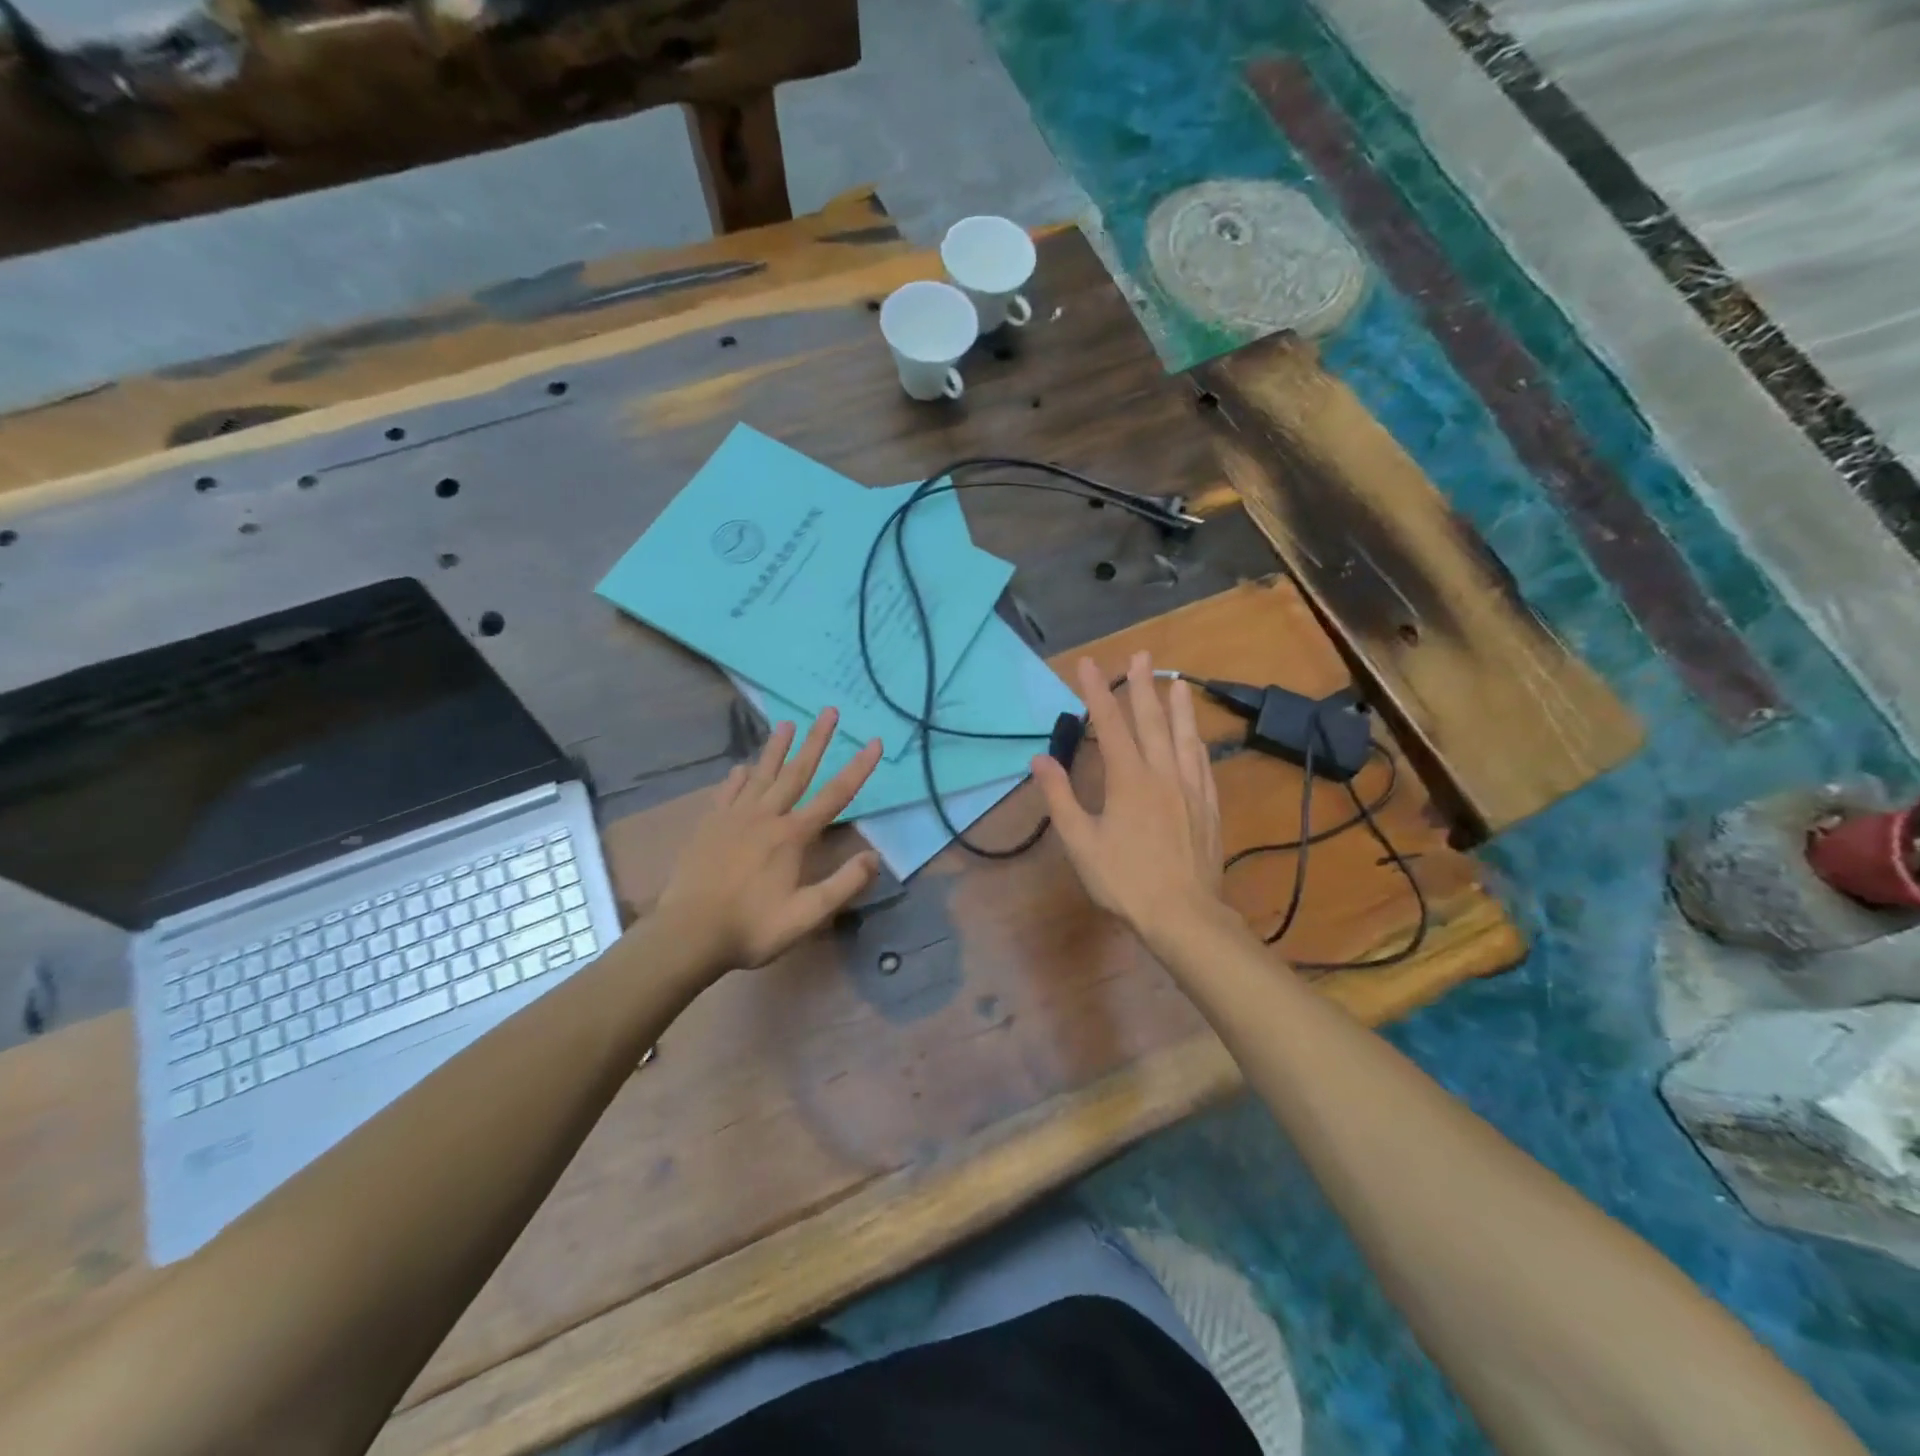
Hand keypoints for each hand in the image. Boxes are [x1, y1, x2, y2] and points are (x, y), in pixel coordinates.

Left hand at [657, 709, 882, 973]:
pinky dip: (738, 778)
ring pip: (761, 774)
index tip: (874, 741)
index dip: (858, 768)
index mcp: (792, 836)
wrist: (688, 934)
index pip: (835, 795)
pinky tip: (742, 768)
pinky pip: (728, 792)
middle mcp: (766, 816)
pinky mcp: (709, 826)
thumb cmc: (752, 927)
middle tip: (829, 711)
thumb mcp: (807, 915)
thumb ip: (844, 885)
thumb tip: (875, 857)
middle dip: (816, 740)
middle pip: (797, 772)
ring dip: (777, 748)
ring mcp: (734, 818)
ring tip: (787, 723)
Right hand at [1031, 652, 1225, 946]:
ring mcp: (1190, 790)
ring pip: (1185, 738)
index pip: (1109, 725)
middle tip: (1143, 654)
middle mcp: (1163, 774)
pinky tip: (1198, 738)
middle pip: (1152, 722)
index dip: (1097, 692)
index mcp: (1129, 780)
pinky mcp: (1208, 808)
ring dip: (1179, 707)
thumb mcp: (1081, 842)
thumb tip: (1041, 760)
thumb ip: (1060, 798)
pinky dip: (1197, 743)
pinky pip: (1203, 765)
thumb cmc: (1125, 881)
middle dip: (1143, 686)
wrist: (1184, 916)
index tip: (1088, 663)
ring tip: (1177, 682)